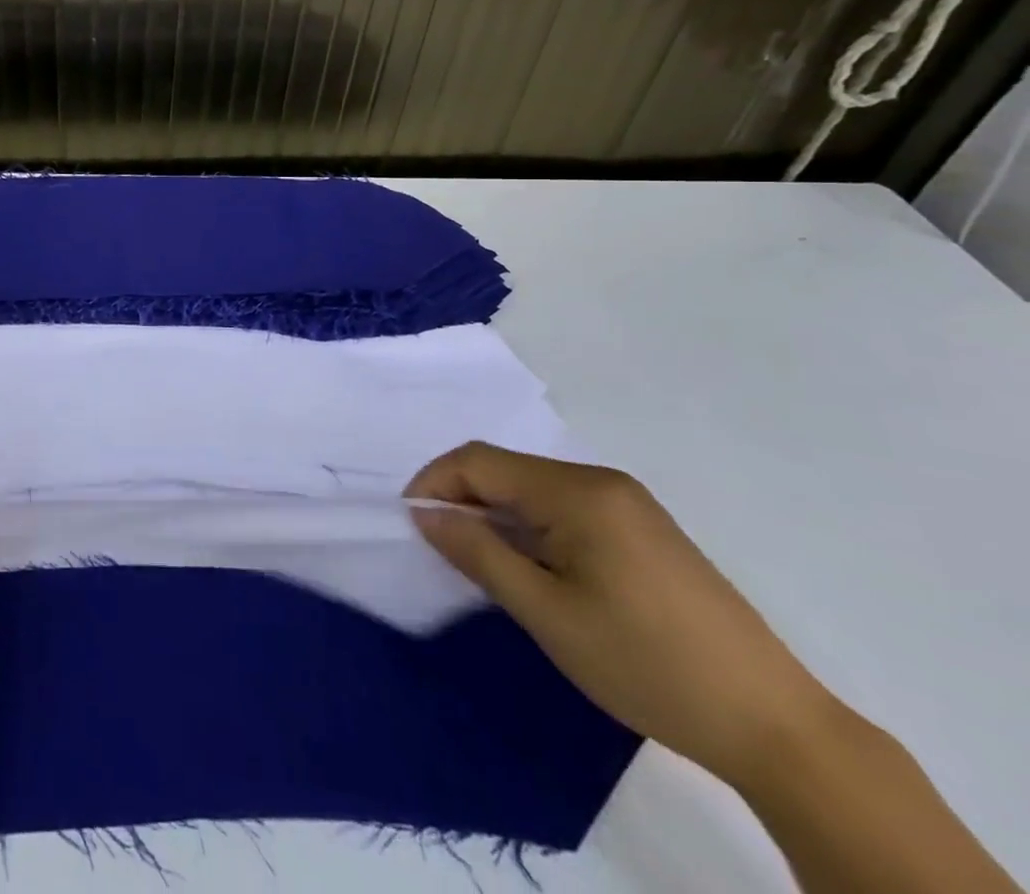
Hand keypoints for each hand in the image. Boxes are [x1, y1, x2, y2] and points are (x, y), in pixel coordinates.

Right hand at [405, 442, 834, 788]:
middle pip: (505, 469)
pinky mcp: (644, 529)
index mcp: (578, 491)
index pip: (478, 461)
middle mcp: (601, 481)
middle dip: (463, 499)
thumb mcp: (547, 613)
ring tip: (483, 563)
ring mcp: (628, 504)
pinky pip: (564, 508)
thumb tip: (425, 515)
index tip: (411, 525)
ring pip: (532, 489)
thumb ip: (478, 553)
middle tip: (443, 549)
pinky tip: (534, 568)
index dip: (434, 484)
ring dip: (496, 515)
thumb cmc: (647, 665)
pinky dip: (531, 526)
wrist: (776, 727)